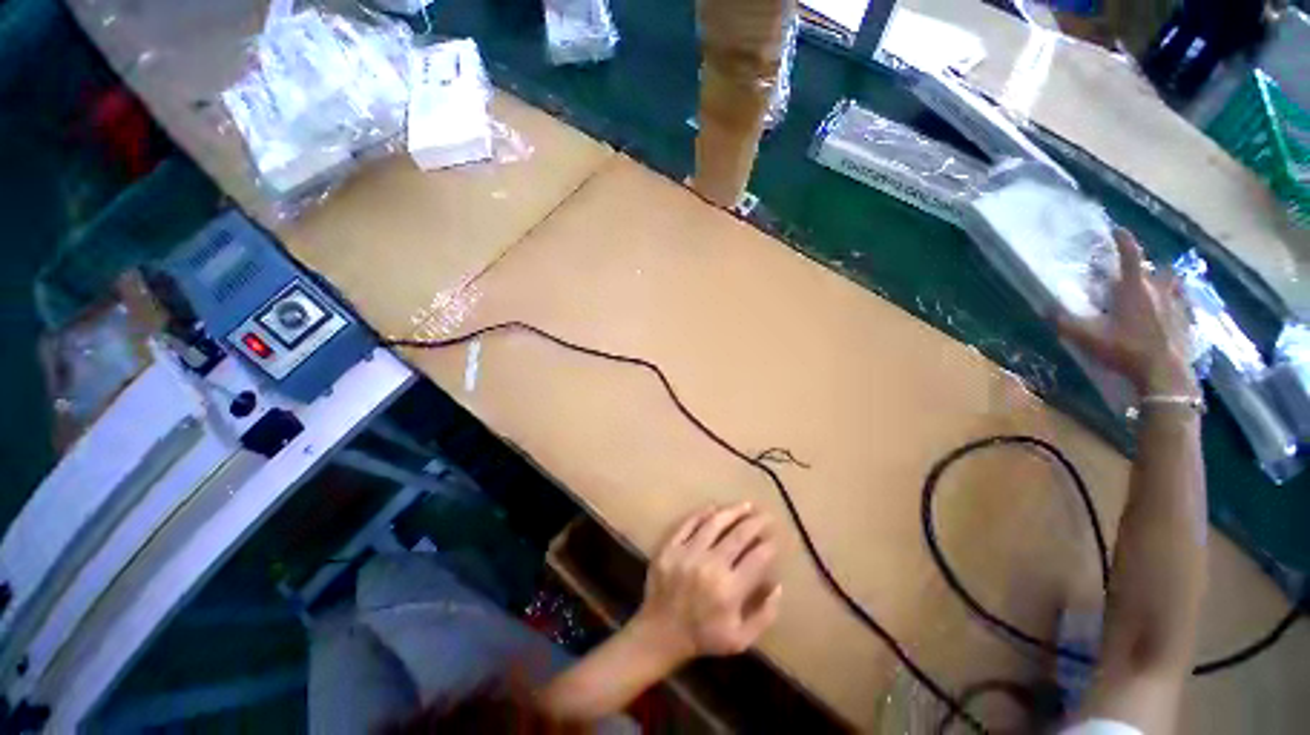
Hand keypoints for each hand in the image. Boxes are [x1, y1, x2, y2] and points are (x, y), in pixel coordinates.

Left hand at [633, 502, 782, 664]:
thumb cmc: (703, 636)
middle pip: (738, 536)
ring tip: (745, 505)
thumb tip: (778, 585)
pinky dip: (702, 513)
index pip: (757, 559)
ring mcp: (687, 554)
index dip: (769, 546)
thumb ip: (764, 615)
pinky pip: (688, 523)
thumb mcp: (740, 639)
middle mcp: (710, 566)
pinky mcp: (669, 547)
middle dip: (755, 523)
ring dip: (732, 511)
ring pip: (714, 523)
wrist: (660, 633)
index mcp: (730, 590)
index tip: (775, 538)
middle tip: (765, 514)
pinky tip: (714, 507)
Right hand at [1057, 228, 1197, 395]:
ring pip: (1173, 283)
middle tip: (1131, 272)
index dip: (1123, 240)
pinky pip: (1183, 303)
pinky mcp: (1186, 320)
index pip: (1130, 255)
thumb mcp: (1087, 338)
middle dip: (1143, 266)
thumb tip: (1043, 308)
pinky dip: (1177, 301)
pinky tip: (1172, 309)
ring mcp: (1176, 305)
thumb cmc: (1126, 350)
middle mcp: (1158, 290)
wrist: (1164, 374)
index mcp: (1134, 289)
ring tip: (1156, 287)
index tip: (1117, 230)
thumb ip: (1064, 322)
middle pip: (1154, 268)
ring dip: (1164, 281)